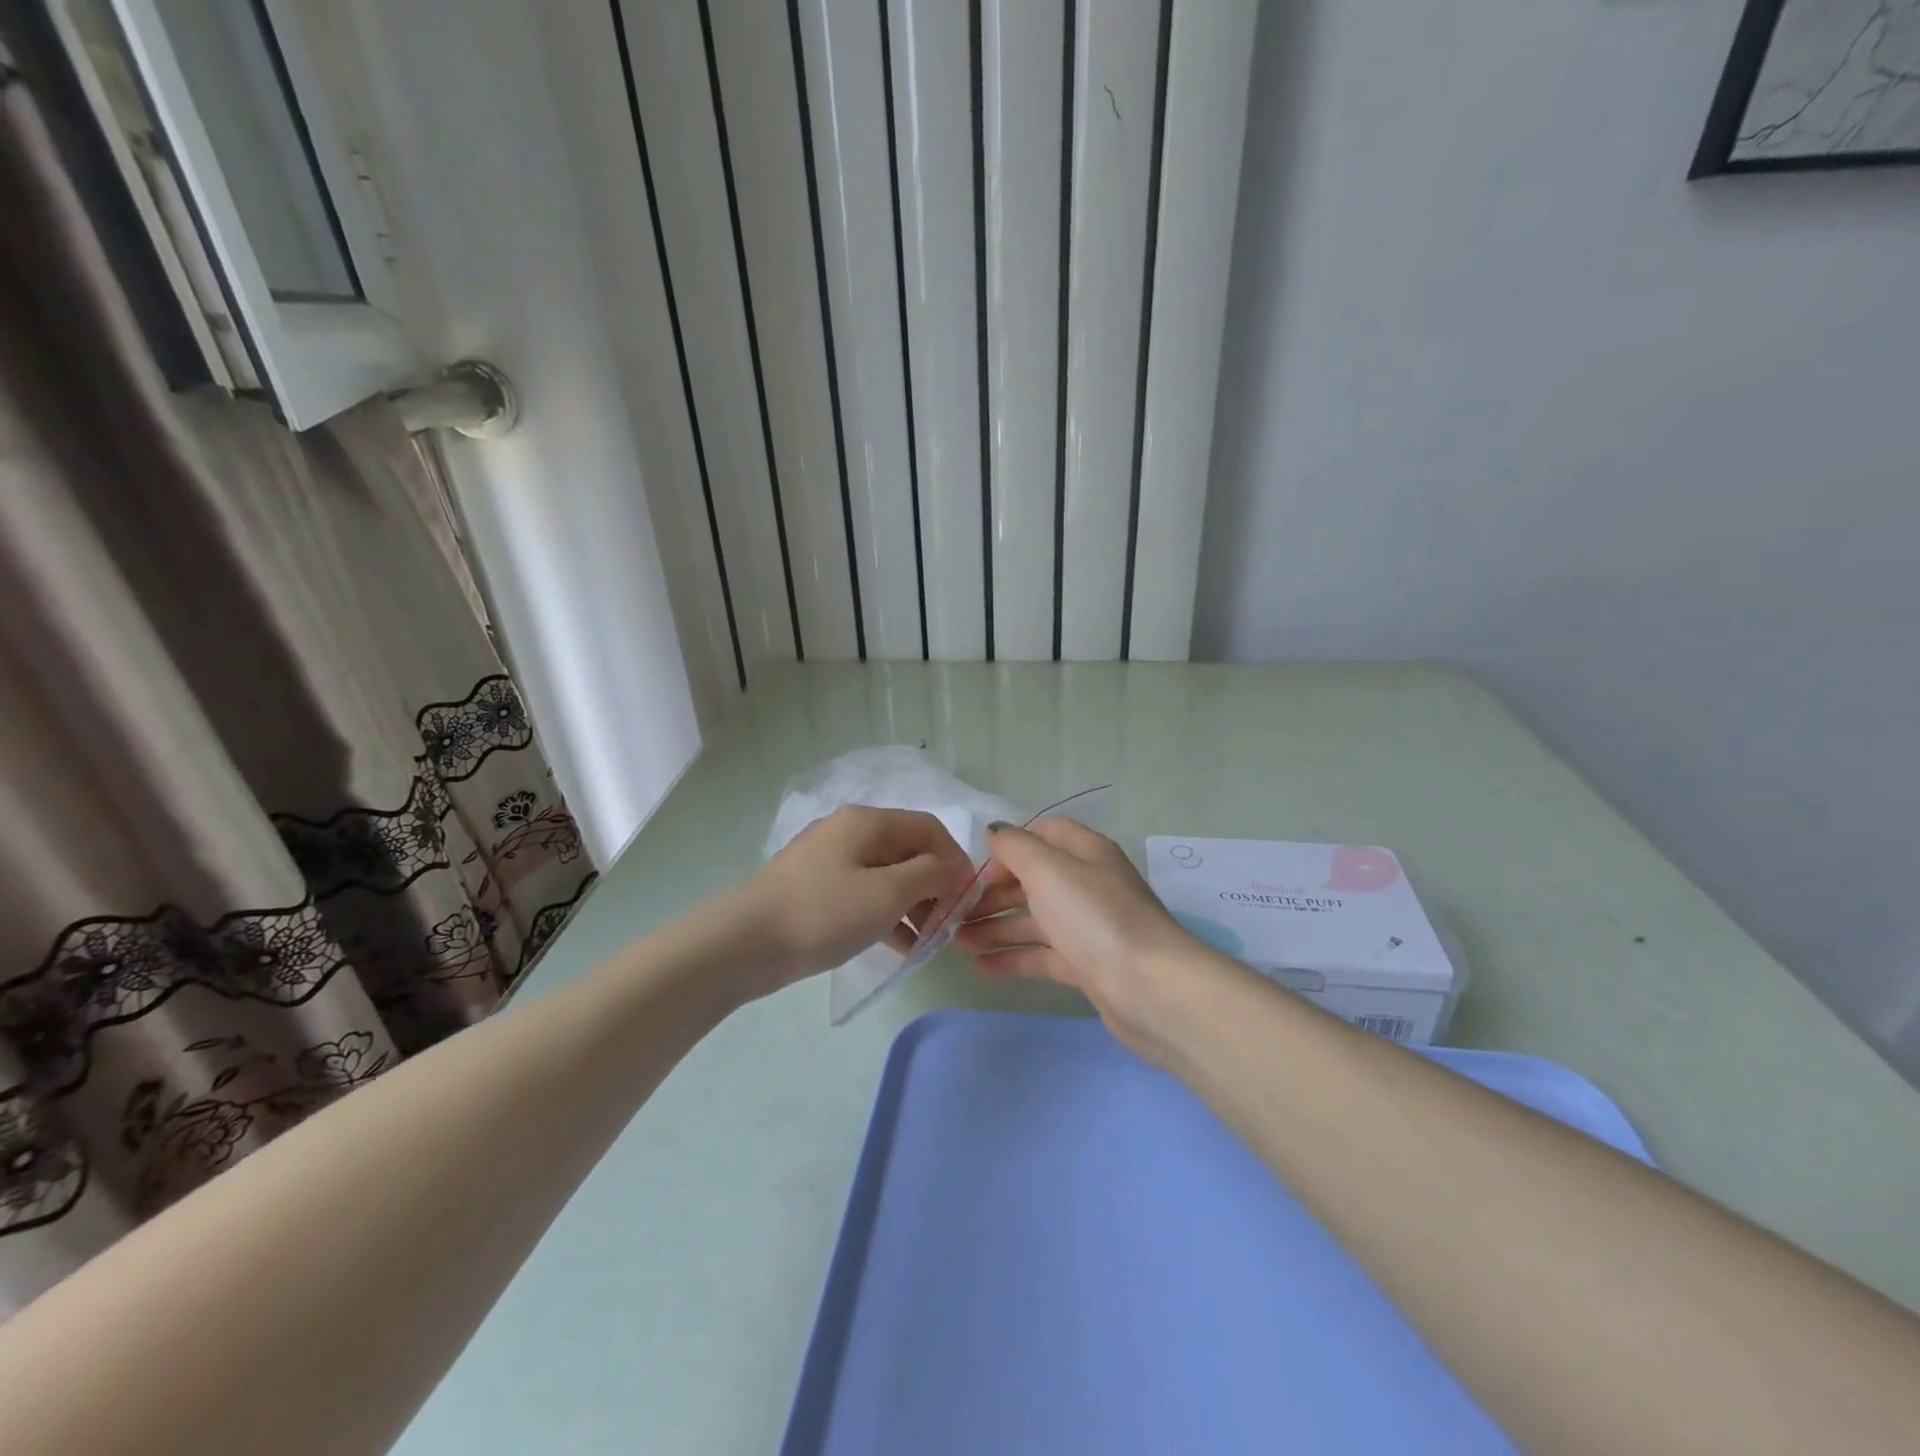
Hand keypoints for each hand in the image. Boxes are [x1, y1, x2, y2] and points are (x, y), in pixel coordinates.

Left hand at [739, 807, 975, 994]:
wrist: (744, 944)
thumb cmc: (824, 912)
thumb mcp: (888, 892)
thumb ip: (931, 875)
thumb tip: (953, 870)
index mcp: (868, 822)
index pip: (929, 828)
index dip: (955, 859)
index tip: (969, 898)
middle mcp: (849, 831)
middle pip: (908, 851)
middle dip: (935, 885)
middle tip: (949, 925)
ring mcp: (829, 860)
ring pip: (887, 875)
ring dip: (913, 904)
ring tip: (927, 942)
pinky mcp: (816, 889)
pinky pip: (864, 894)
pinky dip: (886, 914)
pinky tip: (899, 946)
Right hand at [954, 818, 1200, 1059]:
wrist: (1151, 989)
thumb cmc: (1095, 917)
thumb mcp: (1049, 871)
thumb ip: (1016, 847)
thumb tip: (995, 831)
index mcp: (1086, 852)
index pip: (1044, 833)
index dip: (1010, 846)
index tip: (977, 868)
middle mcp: (1089, 884)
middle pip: (1034, 879)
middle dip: (994, 892)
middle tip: (954, 910)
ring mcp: (1089, 927)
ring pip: (1035, 919)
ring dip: (996, 926)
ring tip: (956, 941)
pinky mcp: (1088, 965)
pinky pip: (1043, 954)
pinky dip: (1013, 957)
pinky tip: (981, 967)